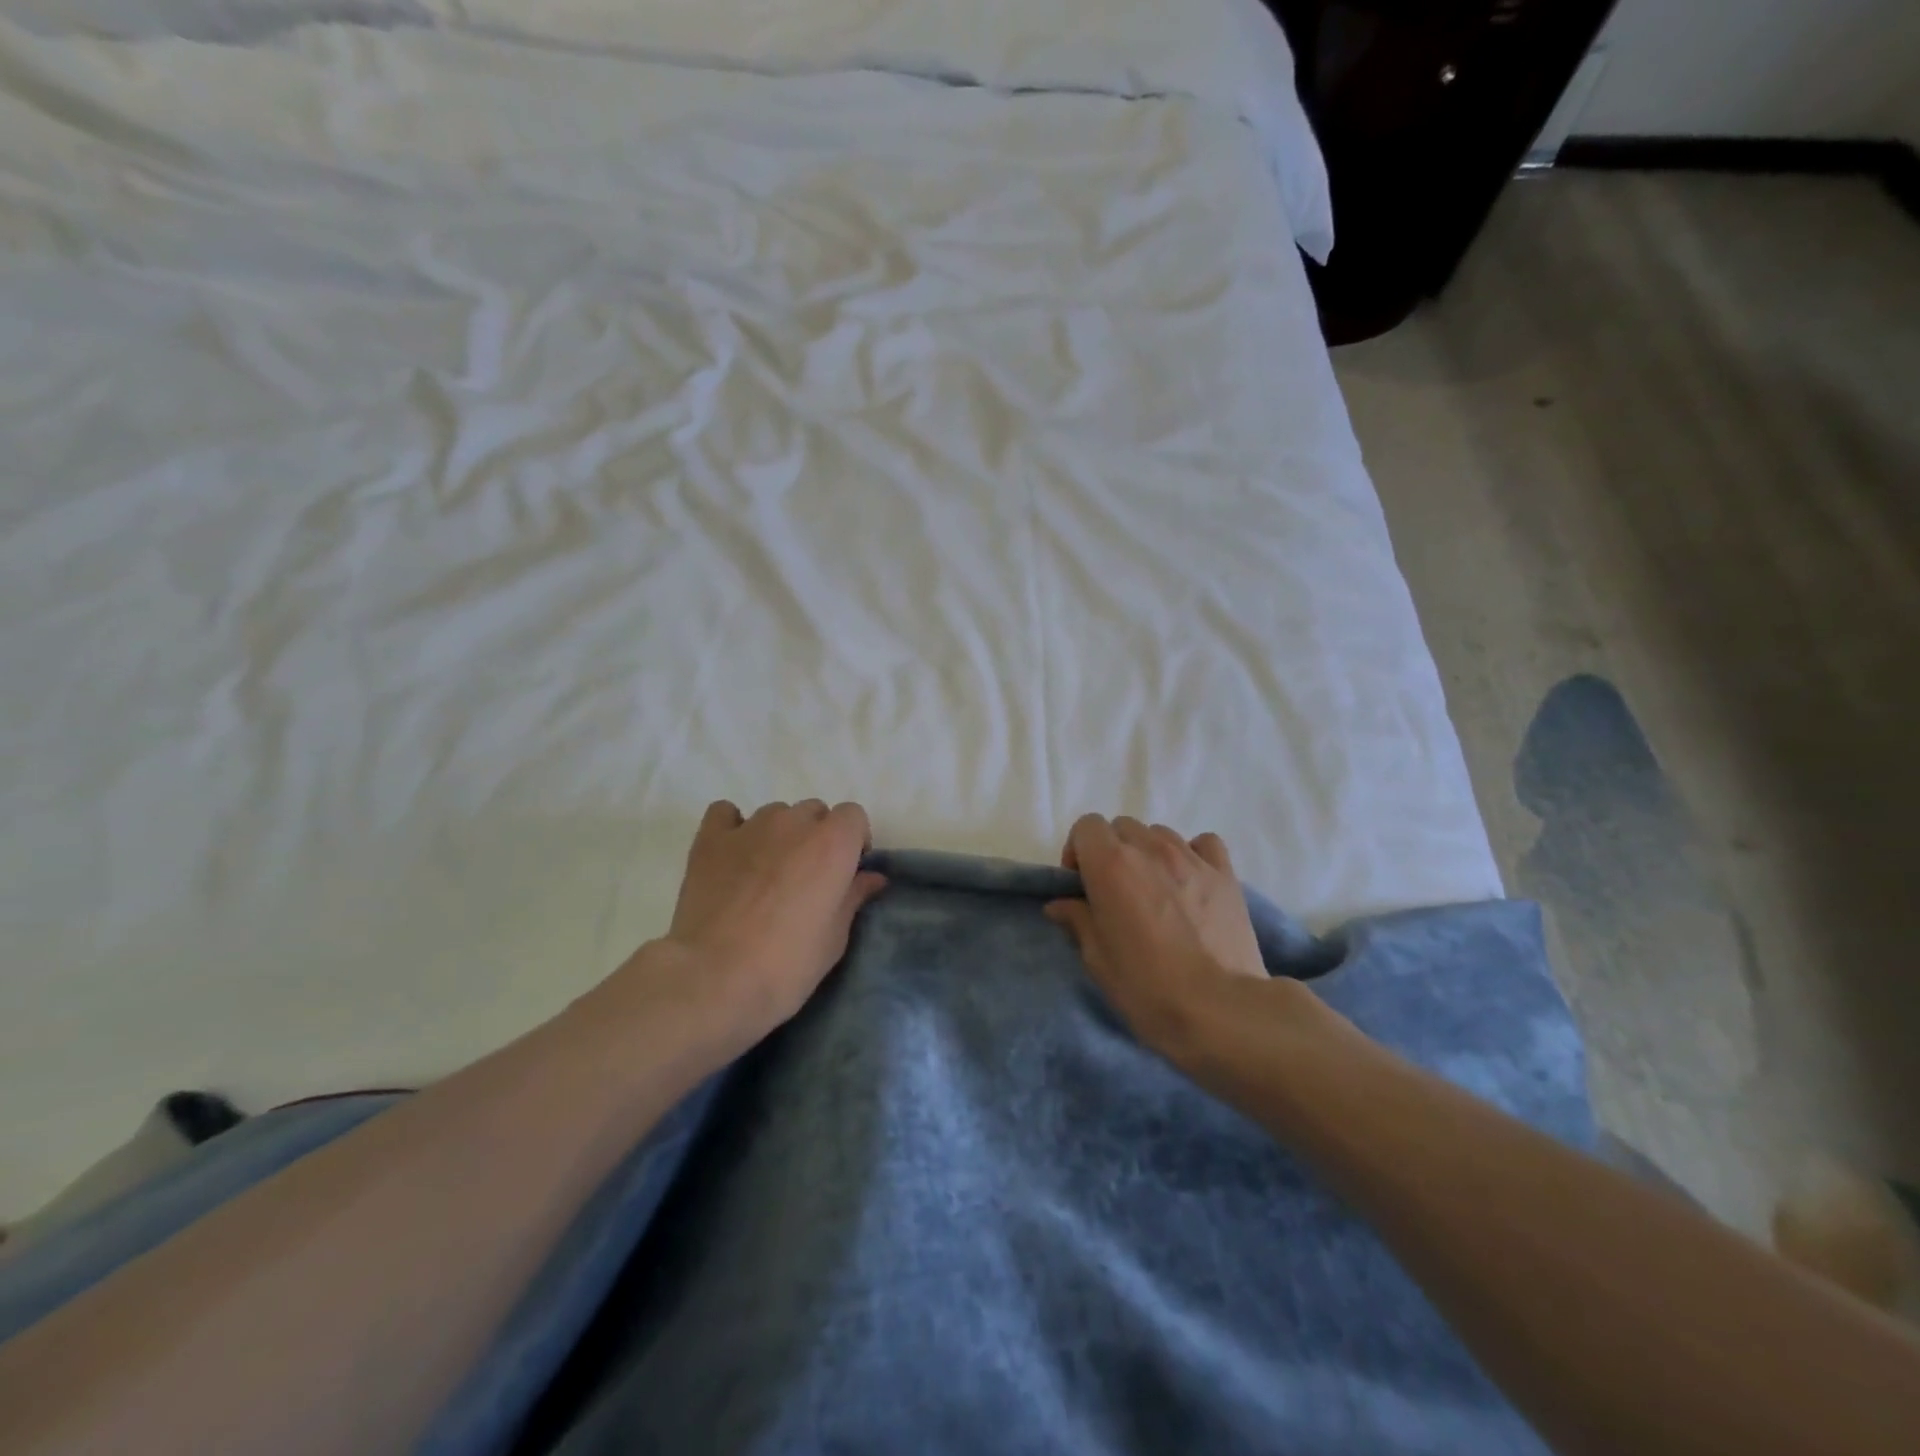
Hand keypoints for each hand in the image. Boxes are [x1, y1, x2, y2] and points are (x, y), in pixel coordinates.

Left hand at [609, 800, 886, 1053]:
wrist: (714, 979)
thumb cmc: (787, 964)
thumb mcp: (835, 938)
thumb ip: (854, 897)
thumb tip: (872, 877)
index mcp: (832, 843)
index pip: (853, 816)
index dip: (853, 841)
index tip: (846, 872)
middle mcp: (794, 824)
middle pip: (814, 812)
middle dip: (816, 837)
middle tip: (806, 878)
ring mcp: (749, 827)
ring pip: (775, 814)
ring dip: (779, 834)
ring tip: (766, 873)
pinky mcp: (710, 840)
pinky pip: (726, 814)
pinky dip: (733, 827)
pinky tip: (733, 855)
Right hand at [1045, 815, 1269, 1060]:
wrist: (1220, 1010)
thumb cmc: (1147, 988)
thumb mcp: (1097, 960)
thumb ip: (1077, 921)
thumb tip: (1061, 904)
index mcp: (1111, 864)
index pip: (1086, 826)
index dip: (1078, 851)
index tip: (1081, 885)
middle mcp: (1150, 849)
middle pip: (1122, 827)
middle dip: (1112, 851)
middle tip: (1116, 891)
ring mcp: (1191, 858)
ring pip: (1159, 833)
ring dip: (1149, 853)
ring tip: (1155, 890)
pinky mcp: (1226, 874)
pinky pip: (1204, 844)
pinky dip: (1192, 855)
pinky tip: (1191, 883)